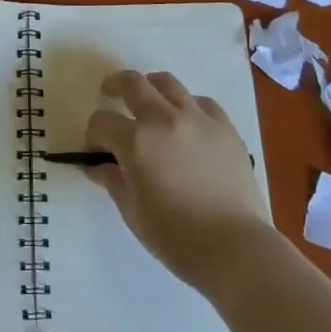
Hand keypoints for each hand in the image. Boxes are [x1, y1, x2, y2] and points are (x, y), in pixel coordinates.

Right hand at [86, 70, 269, 289]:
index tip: (97, 150)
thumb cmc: (176, 237)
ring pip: (167, 83)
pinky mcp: (225, 127)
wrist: (236, 248)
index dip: (94, 134)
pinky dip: (188, 106)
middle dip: (115, 86)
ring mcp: (198, 119)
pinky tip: (187, 122)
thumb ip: (113, 181)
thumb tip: (99, 166)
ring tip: (149, 101)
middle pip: (133, 83)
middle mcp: (165, 119)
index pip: (102, 122)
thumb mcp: (133, 212)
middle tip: (110, 93)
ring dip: (151, 87)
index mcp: (137, 141)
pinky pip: (201, 102)